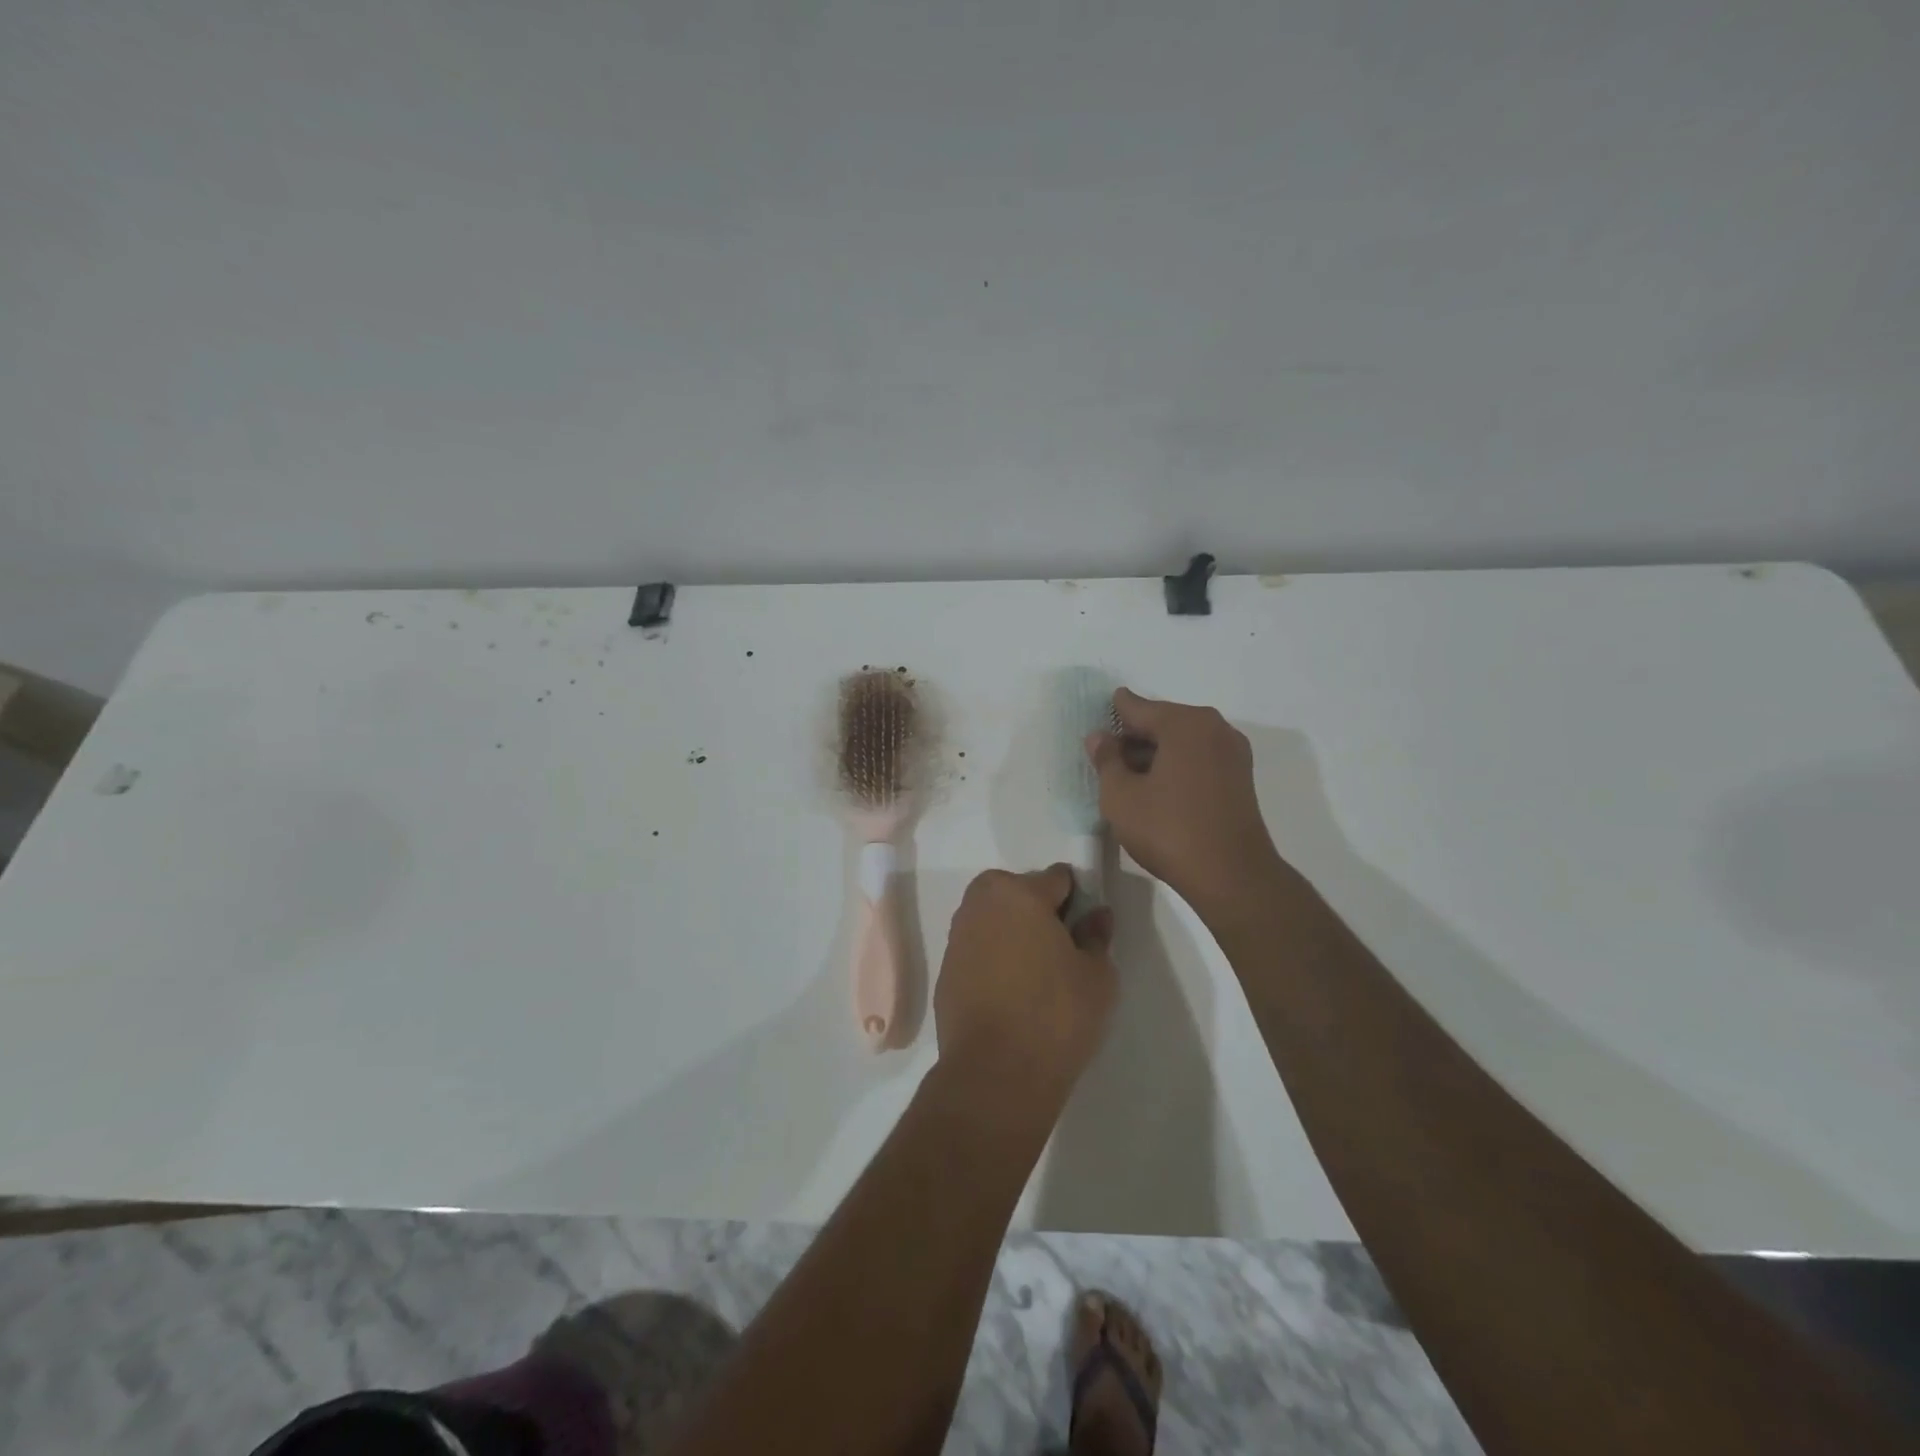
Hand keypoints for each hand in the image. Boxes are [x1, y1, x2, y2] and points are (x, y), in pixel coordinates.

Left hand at [933, 865, 1116, 1110]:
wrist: (995, 1072)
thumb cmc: (1056, 1015)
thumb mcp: (1097, 976)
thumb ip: (1096, 936)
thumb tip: (1097, 914)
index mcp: (1020, 894)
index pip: (1056, 877)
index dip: (1076, 897)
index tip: (1085, 926)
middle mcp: (982, 904)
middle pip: (1015, 889)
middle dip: (1035, 906)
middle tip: (1058, 945)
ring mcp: (958, 936)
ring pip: (991, 916)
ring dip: (1011, 929)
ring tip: (1035, 969)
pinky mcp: (946, 969)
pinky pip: (976, 946)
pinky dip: (992, 955)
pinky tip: (1010, 989)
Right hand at [1087, 687, 1283, 916]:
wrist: (1231, 876)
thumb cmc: (1168, 830)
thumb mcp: (1120, 796)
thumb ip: (1106, 760)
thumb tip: (1100, 737)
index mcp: (1185, 723)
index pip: (1137, 707)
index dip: (1112, 714)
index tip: (1094, 722)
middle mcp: (1214, 728)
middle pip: (1162, 722)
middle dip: (1133, 737)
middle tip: (1106, 758)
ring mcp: (1232, 753)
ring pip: (1181, 742)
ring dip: (1154, 754)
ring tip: (1127, 777)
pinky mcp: (1239, 778)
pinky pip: (1198, 759)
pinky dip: (1175, 766)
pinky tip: (1155, 789)